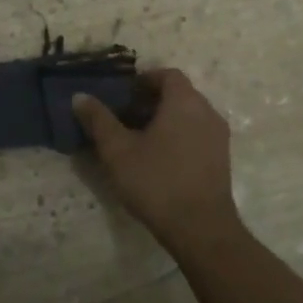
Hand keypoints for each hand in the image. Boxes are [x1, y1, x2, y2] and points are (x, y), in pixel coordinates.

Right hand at [72, 69, 246, 255]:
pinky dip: (179, 136)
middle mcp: (207, 112)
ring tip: (139, 140)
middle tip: (124, 118)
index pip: (167, 74)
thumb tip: (80, 96)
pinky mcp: (222, 160)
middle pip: (179, 94)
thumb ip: (99, 120)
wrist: (201, 228)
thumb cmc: (156, 181)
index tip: (123, 95)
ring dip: (165, 120)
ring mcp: (218, 137)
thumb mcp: (118, 150)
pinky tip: (159, 160)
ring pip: (189, 116)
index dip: (144, 80)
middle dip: (151, 101)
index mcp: (184, 101)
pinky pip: (197, 135)